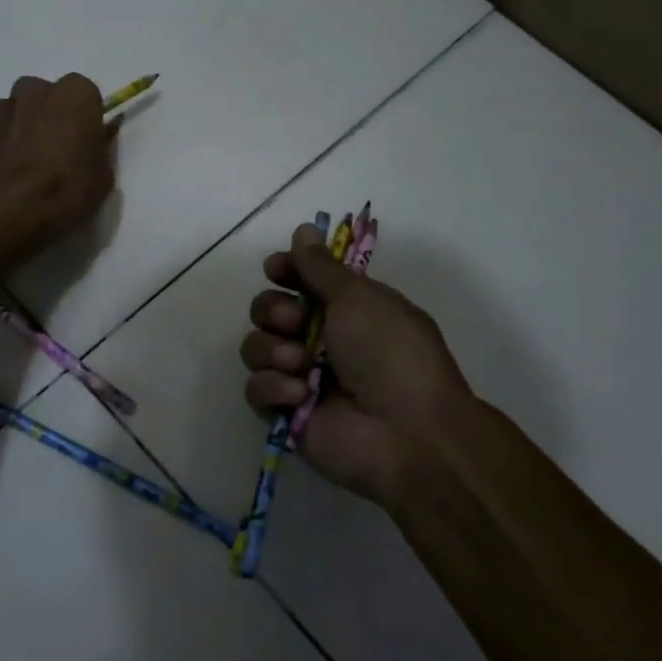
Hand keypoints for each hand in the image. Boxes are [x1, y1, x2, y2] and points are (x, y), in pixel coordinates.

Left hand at [0, 74, 117, 245]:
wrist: (1, 215)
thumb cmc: (63, 194)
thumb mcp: (102, 178)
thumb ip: (97, 150)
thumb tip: (93, 142)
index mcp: (74, 95)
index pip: (84, 95)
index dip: (82, 120)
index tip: (81, 144)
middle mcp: (33, 89)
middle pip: (43, 97)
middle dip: (46, 118)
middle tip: (50, 154)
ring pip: (11, 112)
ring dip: (16, 131)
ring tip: (18, 170)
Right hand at [240, 225, 479, 506]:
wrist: (406, 431)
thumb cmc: (390, 353)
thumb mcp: (360, 298)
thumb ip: (321, 267)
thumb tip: (303, 229)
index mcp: (345, 310)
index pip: (300, 280)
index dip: (284, 271)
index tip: (276, 268)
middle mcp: (319, 340)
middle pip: (267, 311)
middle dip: (274, 310)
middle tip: (295, 321)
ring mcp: (300, 378)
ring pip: (255, 347)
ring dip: (273, 349)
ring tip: (301, 364)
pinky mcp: (285, 414)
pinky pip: (255, 389)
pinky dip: (274, 387)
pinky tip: (299, 394)